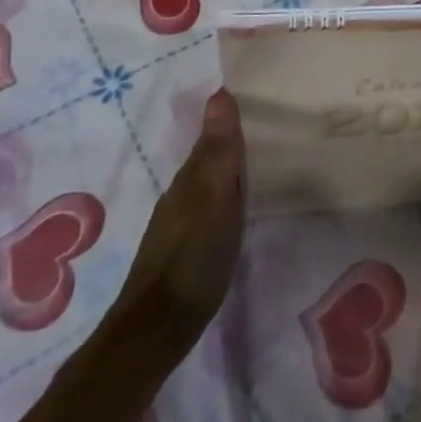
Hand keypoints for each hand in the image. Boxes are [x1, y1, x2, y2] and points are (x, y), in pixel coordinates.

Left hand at [116, 88, 245, 356]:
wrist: (157, 328)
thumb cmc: (194, 256)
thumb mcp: (215, 199)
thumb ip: (219, 150)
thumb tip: (219, 93)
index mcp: (190, 178)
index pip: (212, 135)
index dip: (229, 118)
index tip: (256, 98)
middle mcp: (181, 194)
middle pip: (208, 157)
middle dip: (229, 139)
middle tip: (263, 124)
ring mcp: (179, 223)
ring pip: (207, 182)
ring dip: (226, 168)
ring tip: (255, 158)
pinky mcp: (184, 248)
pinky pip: (208, 206)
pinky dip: (223, 195)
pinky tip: (236, 205)